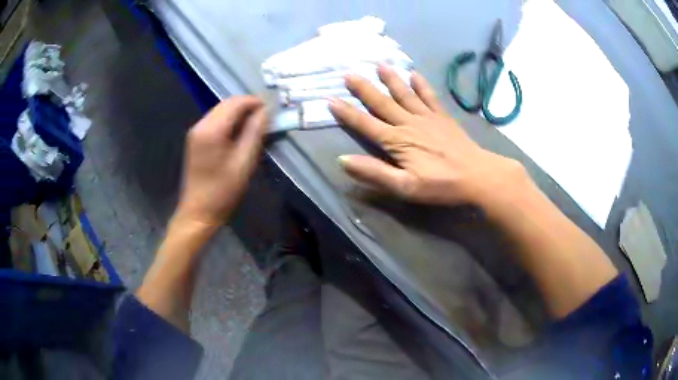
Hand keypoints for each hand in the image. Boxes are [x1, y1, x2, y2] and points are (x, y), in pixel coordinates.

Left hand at [175, 96, 267, 227]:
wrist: (198, 212)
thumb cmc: (222, 191)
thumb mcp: (244, 162)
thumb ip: (255, 132)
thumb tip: (266, 111)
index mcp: (211, 130)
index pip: (236, 103)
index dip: (255, 102)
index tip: (273, 110)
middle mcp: (200, 125)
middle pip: (227, 103)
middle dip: (248, 106)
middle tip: (267, 118)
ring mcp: (196, 131)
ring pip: (221, 110)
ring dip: (239, 113)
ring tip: (257, 125)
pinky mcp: (196, 139)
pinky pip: (216, 120)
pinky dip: (230, 121)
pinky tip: (240, 133)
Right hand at [329, 65, 528, 209]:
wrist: (477, 176)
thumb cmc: (441, 185)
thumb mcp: (405, 187)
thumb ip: (375, 173)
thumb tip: (343, 161)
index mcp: (397, 141)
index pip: (366, 124)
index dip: (347, 113)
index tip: (331, 99)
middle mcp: (409, 123)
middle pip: (382, 103)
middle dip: (364, 89)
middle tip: (349, 73)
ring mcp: (427, 117)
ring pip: (404, 94)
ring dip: (391, 79)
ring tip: (379, 64)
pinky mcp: (442, 117)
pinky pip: (429, 97)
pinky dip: (421, 85)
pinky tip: (414, 74)